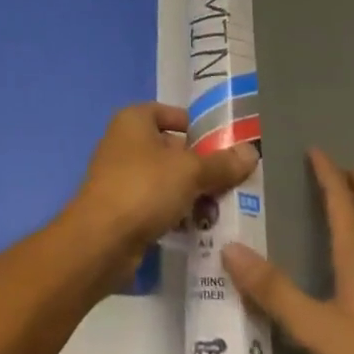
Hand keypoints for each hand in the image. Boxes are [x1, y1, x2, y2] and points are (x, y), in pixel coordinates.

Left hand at [66, 103, 256, 267]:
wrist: (101, 240)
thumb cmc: (144, 188)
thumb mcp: (190, 172)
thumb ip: (221, 163)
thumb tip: (251, 152)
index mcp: (133, 120)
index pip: (170, 113)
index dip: (197, 127)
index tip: (225, 145)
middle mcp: (123, 142)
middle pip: (171, 148)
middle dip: (200, 166)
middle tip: (232, 182)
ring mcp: (120, 176)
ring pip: (165, 179)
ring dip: (191, 192)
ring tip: (222, 208)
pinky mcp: (122, 208)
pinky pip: (156, 203)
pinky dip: (176, 212)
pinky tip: (200, 228)